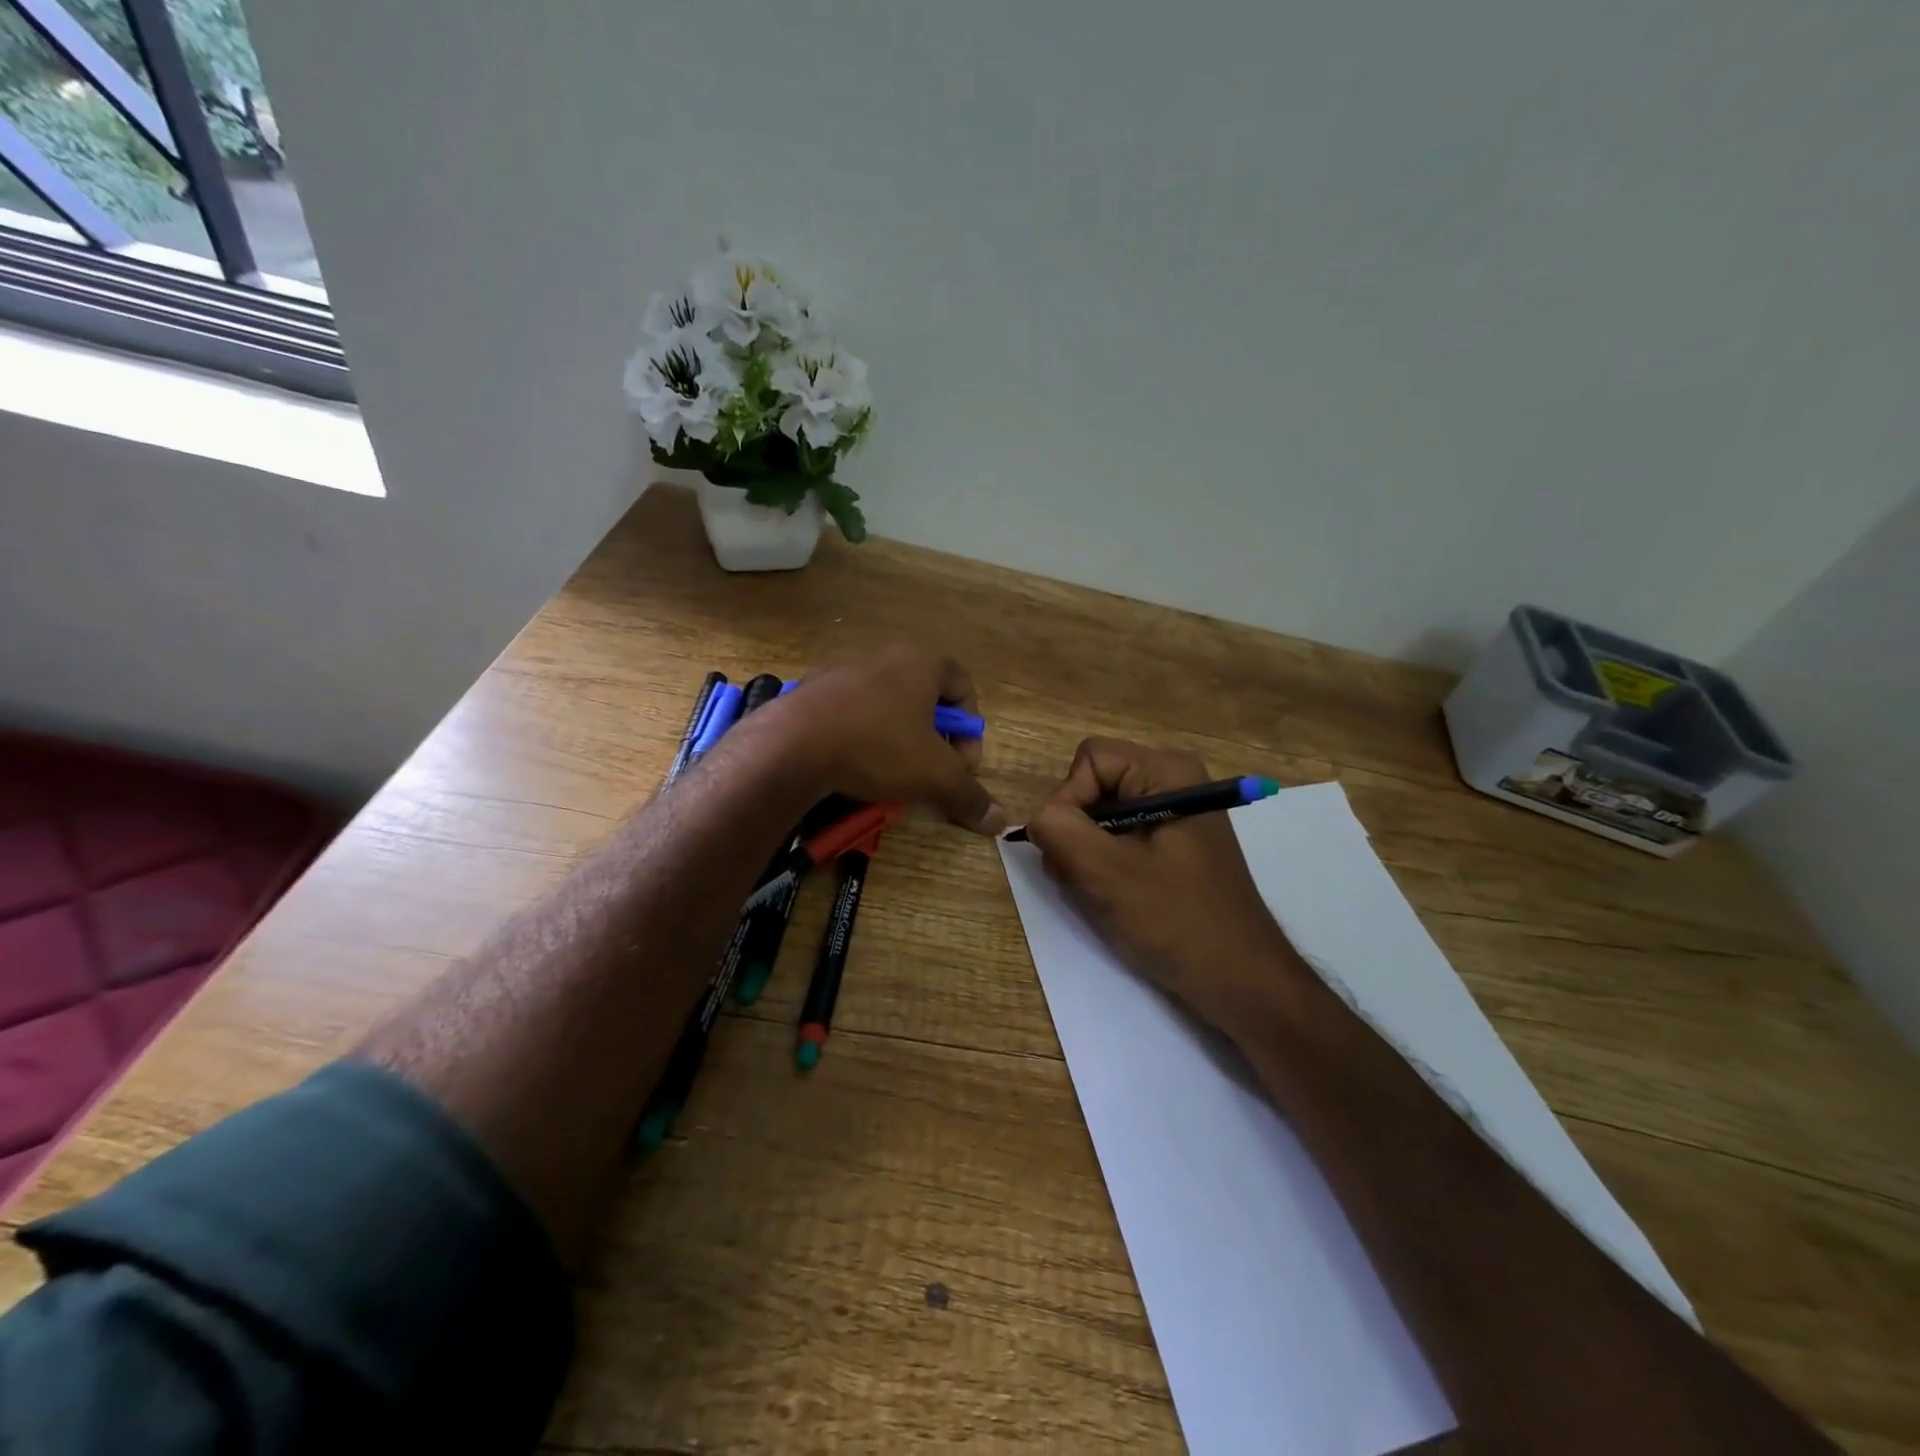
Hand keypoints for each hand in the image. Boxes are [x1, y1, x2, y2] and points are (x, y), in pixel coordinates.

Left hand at [747, 645, 1007, 833]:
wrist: (791, 745)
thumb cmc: (877, 747)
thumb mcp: (933, 776)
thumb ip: (969, 795)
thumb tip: (1001, 821)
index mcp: (921, 661)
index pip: (964, 685)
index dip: (970, 729)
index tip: (962, 765)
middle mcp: (885, 654)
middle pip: (925, 697)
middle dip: (934, 738)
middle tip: (929, 771)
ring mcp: (844, 668)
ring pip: (886, 705)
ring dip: (897, 739)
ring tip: (889, 775)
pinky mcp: (812, 688)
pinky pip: (852, 711)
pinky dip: (862, 737)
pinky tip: (852, 765)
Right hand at [1025, 739, 1302, 1029]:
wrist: (1240, 981)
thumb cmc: (1177, 921)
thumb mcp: (1106, 873)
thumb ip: (1059, 831)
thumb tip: (1038, 818)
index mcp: (1167, 772)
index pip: (1090, 760)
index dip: (1068, 799)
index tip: (1072, 850)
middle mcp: (1174, 782)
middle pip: (1095, 785)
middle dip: (1076, 830)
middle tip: (1082, 877)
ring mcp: (1175, 815)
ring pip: (1102, 816)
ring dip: (1087, 853)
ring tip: (1100, 893)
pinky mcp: (1173, 846)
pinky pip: (1120, 838)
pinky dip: (1105, 865)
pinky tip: (1114, 897)